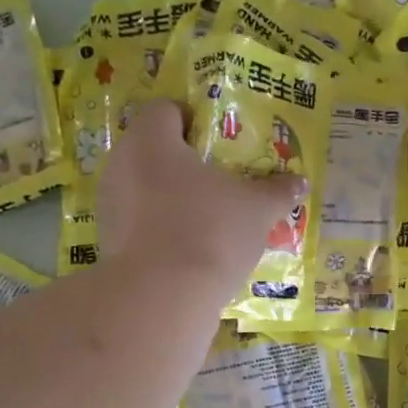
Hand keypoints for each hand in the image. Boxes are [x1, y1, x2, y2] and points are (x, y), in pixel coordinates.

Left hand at [97, 98, 304, 280]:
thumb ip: (276, 191)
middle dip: (185, 164)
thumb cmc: (210, 232)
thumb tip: (299, 182)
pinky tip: (188, 249)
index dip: (194, 120)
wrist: (163, 297)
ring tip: (207, 220)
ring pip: (144, 189)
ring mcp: (110, 205)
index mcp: (151, 139)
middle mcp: (121, 163)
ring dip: (172, 199)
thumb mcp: (256, 210)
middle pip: (154, 150)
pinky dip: (160, 229)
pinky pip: (138, 223)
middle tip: (220, 182)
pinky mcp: (108, 242)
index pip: (166, 110)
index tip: (220, 144)